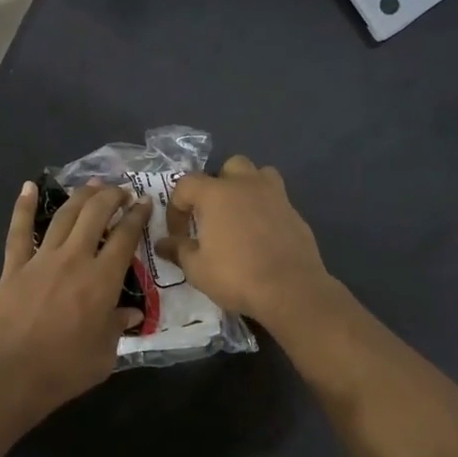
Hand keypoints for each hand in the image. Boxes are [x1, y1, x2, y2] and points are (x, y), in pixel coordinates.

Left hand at [0, 179, 149, 415]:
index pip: (125, 237)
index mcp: (102, 280)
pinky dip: (24, 207)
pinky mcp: (14, 267)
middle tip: (121, 191)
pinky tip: (29, 187)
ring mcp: (41, 260)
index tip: (144, 203)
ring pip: (64, 216)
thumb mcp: (106, 353)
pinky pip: (19, 231)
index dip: (137, 216)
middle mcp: (75, 259)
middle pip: (95, 214)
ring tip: (92, 185)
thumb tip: (131, 313)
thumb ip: (119, 327)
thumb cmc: (66, 369)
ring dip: (80, 196)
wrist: (12, 375)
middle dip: (111, 197)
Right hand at [158, 157, 332, 329]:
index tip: (178, 234)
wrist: (290, 289)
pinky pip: (275, 199)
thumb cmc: (236, 276)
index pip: (186, 185)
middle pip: (228, 167)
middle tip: (211, 215)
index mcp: (216, 193)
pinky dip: (265, 209)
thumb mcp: (197, 269)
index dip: (176, 208)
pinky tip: (262, 235)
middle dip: (216, 186)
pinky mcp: (295, 212)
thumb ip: (178, 250)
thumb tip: (162, 244)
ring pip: (258, 175)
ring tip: (239, 216)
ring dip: (246, 188)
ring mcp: (275, 195)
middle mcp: (246, 185)